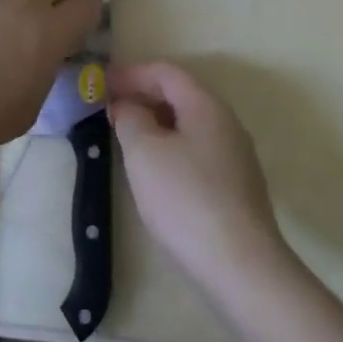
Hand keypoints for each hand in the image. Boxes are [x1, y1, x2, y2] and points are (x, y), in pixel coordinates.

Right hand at [110, 62, 290, 300]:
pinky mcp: (238, 189)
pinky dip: (171, 149)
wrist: (242, 269)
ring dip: (156, 124)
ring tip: (127, 140)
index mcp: (206, 105)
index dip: (131, 73)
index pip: (165, 72)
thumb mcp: (144, 152)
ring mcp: (236, 157)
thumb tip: (128, 106)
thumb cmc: (186, 199)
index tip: (101, 83)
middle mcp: (226, 122)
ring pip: (189, 125)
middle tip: (110, 110)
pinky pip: (197, 152)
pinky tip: (156, 173)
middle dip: (143, 97)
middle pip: (180, 95)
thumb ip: (130, 118)